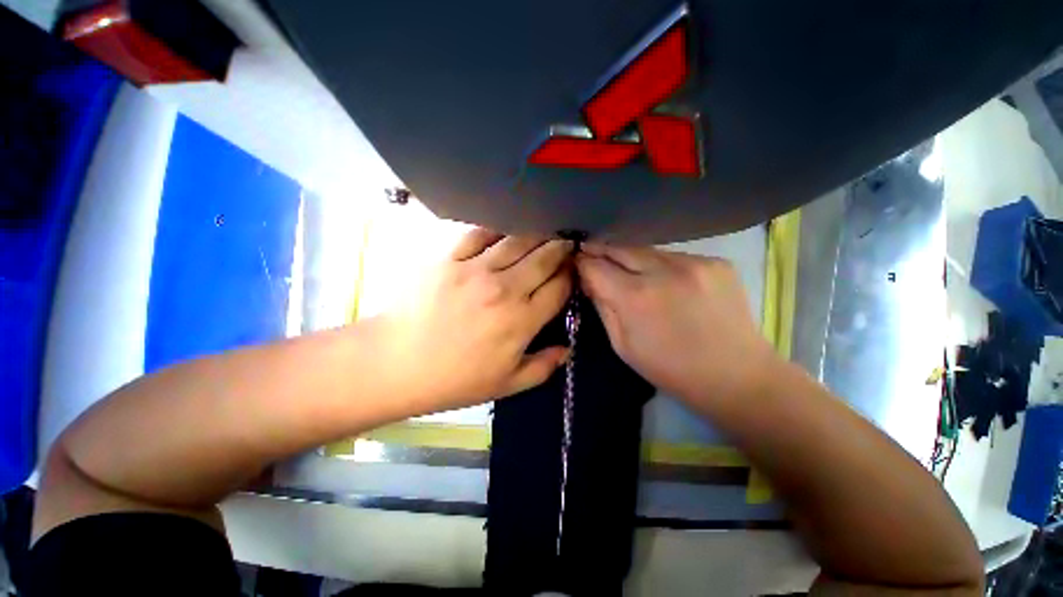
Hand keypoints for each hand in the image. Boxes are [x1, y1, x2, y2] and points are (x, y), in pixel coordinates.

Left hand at [378, 229, 572, 413]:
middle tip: (566, 244)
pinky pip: (480, 234)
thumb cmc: (454, 379)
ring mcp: (476, 270)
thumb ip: (543, 367)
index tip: (573, 271)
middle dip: (561, 249)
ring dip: (537, 234)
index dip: (571, 276)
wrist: (397, 363)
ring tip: (544, 232)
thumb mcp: (506, 384)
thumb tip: (567, 350)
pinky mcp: (450, 258)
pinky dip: (498, 228)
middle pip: (545, 258)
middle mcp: (505, 289)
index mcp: (522, 320)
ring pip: (518, 240)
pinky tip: (506, 229)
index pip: (559, 287)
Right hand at [576, 244, 778, 408]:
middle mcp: (664, 271)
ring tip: (629, 271)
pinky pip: (674, 256)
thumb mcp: (622, 345)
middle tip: (592, 253)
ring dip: (632, 258)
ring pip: (647, 250)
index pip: (596, 266)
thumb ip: (603, 306)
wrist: (737, 376)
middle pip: (620, 248)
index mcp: (636, 298)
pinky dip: (661, 265)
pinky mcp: (717, 262)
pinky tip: (666, 282)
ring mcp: (694, 262)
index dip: (582, 263)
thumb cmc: (670, 369)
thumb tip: (589, 280)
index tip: (577, 262)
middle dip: (602, 250)